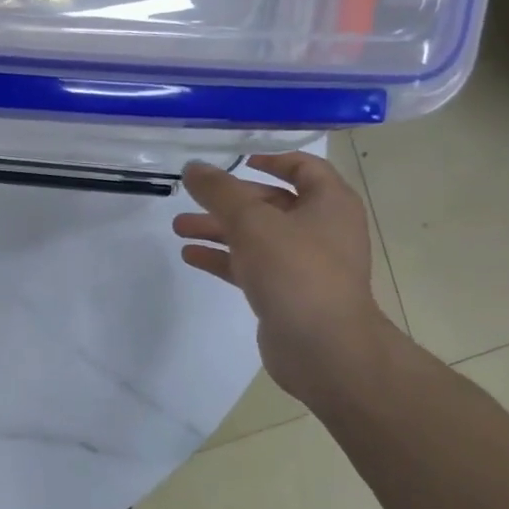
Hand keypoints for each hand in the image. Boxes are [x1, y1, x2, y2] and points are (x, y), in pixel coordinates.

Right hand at [173, 152, 390, 401]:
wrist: (324, 348)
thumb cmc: (295, 271)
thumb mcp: (251, 222)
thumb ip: (219, 191)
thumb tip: (193, 167)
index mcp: (330, 204)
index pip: (304, 168)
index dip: (273, 159)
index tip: (239, 160)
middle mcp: (322, 230)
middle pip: (272, 203)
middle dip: (229, 201)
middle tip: (191, 199)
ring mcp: (305, 264)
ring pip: (256, 237)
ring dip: (219, 229)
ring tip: (179, 228)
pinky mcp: (287, 293)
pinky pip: (251, 266)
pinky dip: (223, 258)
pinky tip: (190, 255)